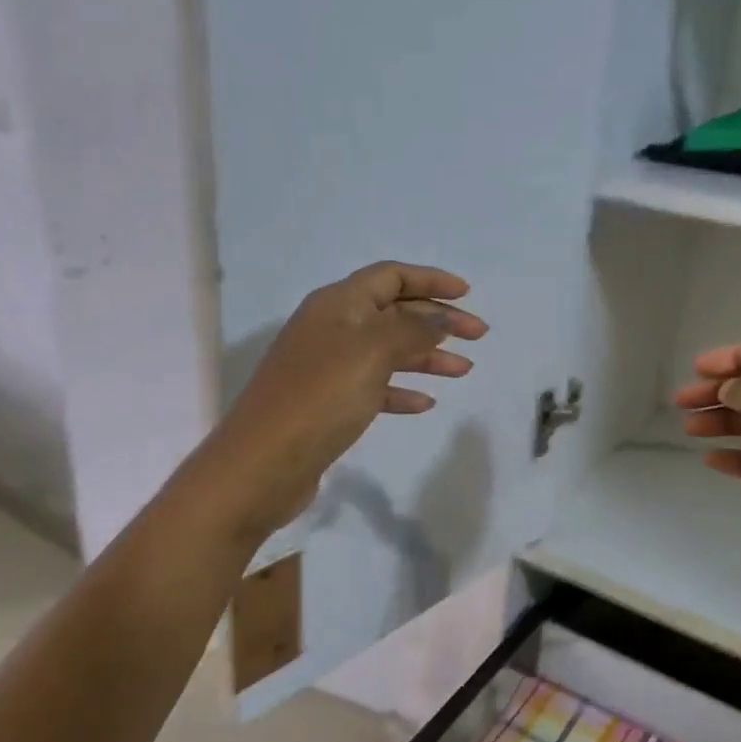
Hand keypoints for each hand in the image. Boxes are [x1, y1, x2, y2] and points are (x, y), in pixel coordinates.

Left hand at [207, 262, 487, 538]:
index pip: (390, 276)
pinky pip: (374, 386)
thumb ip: (414, 330)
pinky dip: (402, 389)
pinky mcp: (328, 404)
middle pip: (393, 312)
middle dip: (437, 320)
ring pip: (388, 351)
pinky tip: (426, 403)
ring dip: (427, 356)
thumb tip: (442, 317)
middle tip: (478, 336)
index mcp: (337, 304)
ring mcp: (328, 367)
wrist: (262, 465)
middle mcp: (331, 328)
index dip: (430, 280)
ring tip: (464, 371)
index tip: (467, 295)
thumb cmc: (320, 398)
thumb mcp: (372, 352)